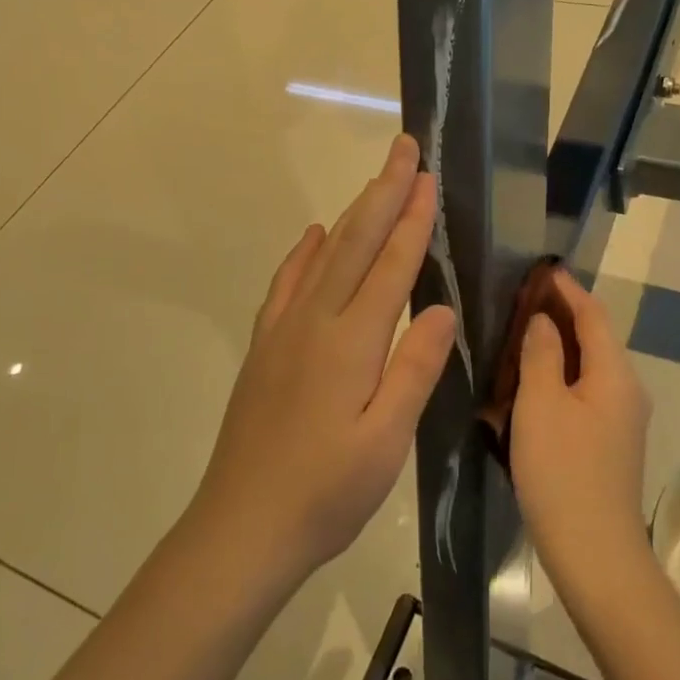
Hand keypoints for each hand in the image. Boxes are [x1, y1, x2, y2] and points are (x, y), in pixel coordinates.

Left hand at [193, 134, 457, 583]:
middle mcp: (315, 322)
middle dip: (383, 191)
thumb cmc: (325, 494)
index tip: (426, 176)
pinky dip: (304, 253)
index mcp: (351, 343)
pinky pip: (287, 284)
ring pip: (324, 255)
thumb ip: (413, 370)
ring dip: (353, 213)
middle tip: (403, 149)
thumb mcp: (385, 443)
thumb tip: (438, 307)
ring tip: (374, 181)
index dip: (411, 218)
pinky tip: (314, 237)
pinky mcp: (265, 348)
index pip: (390, 265)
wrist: (240, 530)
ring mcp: (284, 331)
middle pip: (356, 243)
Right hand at [510, 269, 651, 591]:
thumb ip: (541, 354)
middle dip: (563, 315)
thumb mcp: (540, 404)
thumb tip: (543, 321)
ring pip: (590, 367)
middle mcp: (627, 389)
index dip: (568, 290)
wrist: (595, 554)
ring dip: (560, 346)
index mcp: (614, 373)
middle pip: (595, 338)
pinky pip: (587, 392)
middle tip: (523, 301)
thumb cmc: (562, 471)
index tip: (543, 270)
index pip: (593, 314)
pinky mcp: (611, 443)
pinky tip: (535, 383)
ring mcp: (622, 419)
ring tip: (523, 335)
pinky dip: (562, 376)